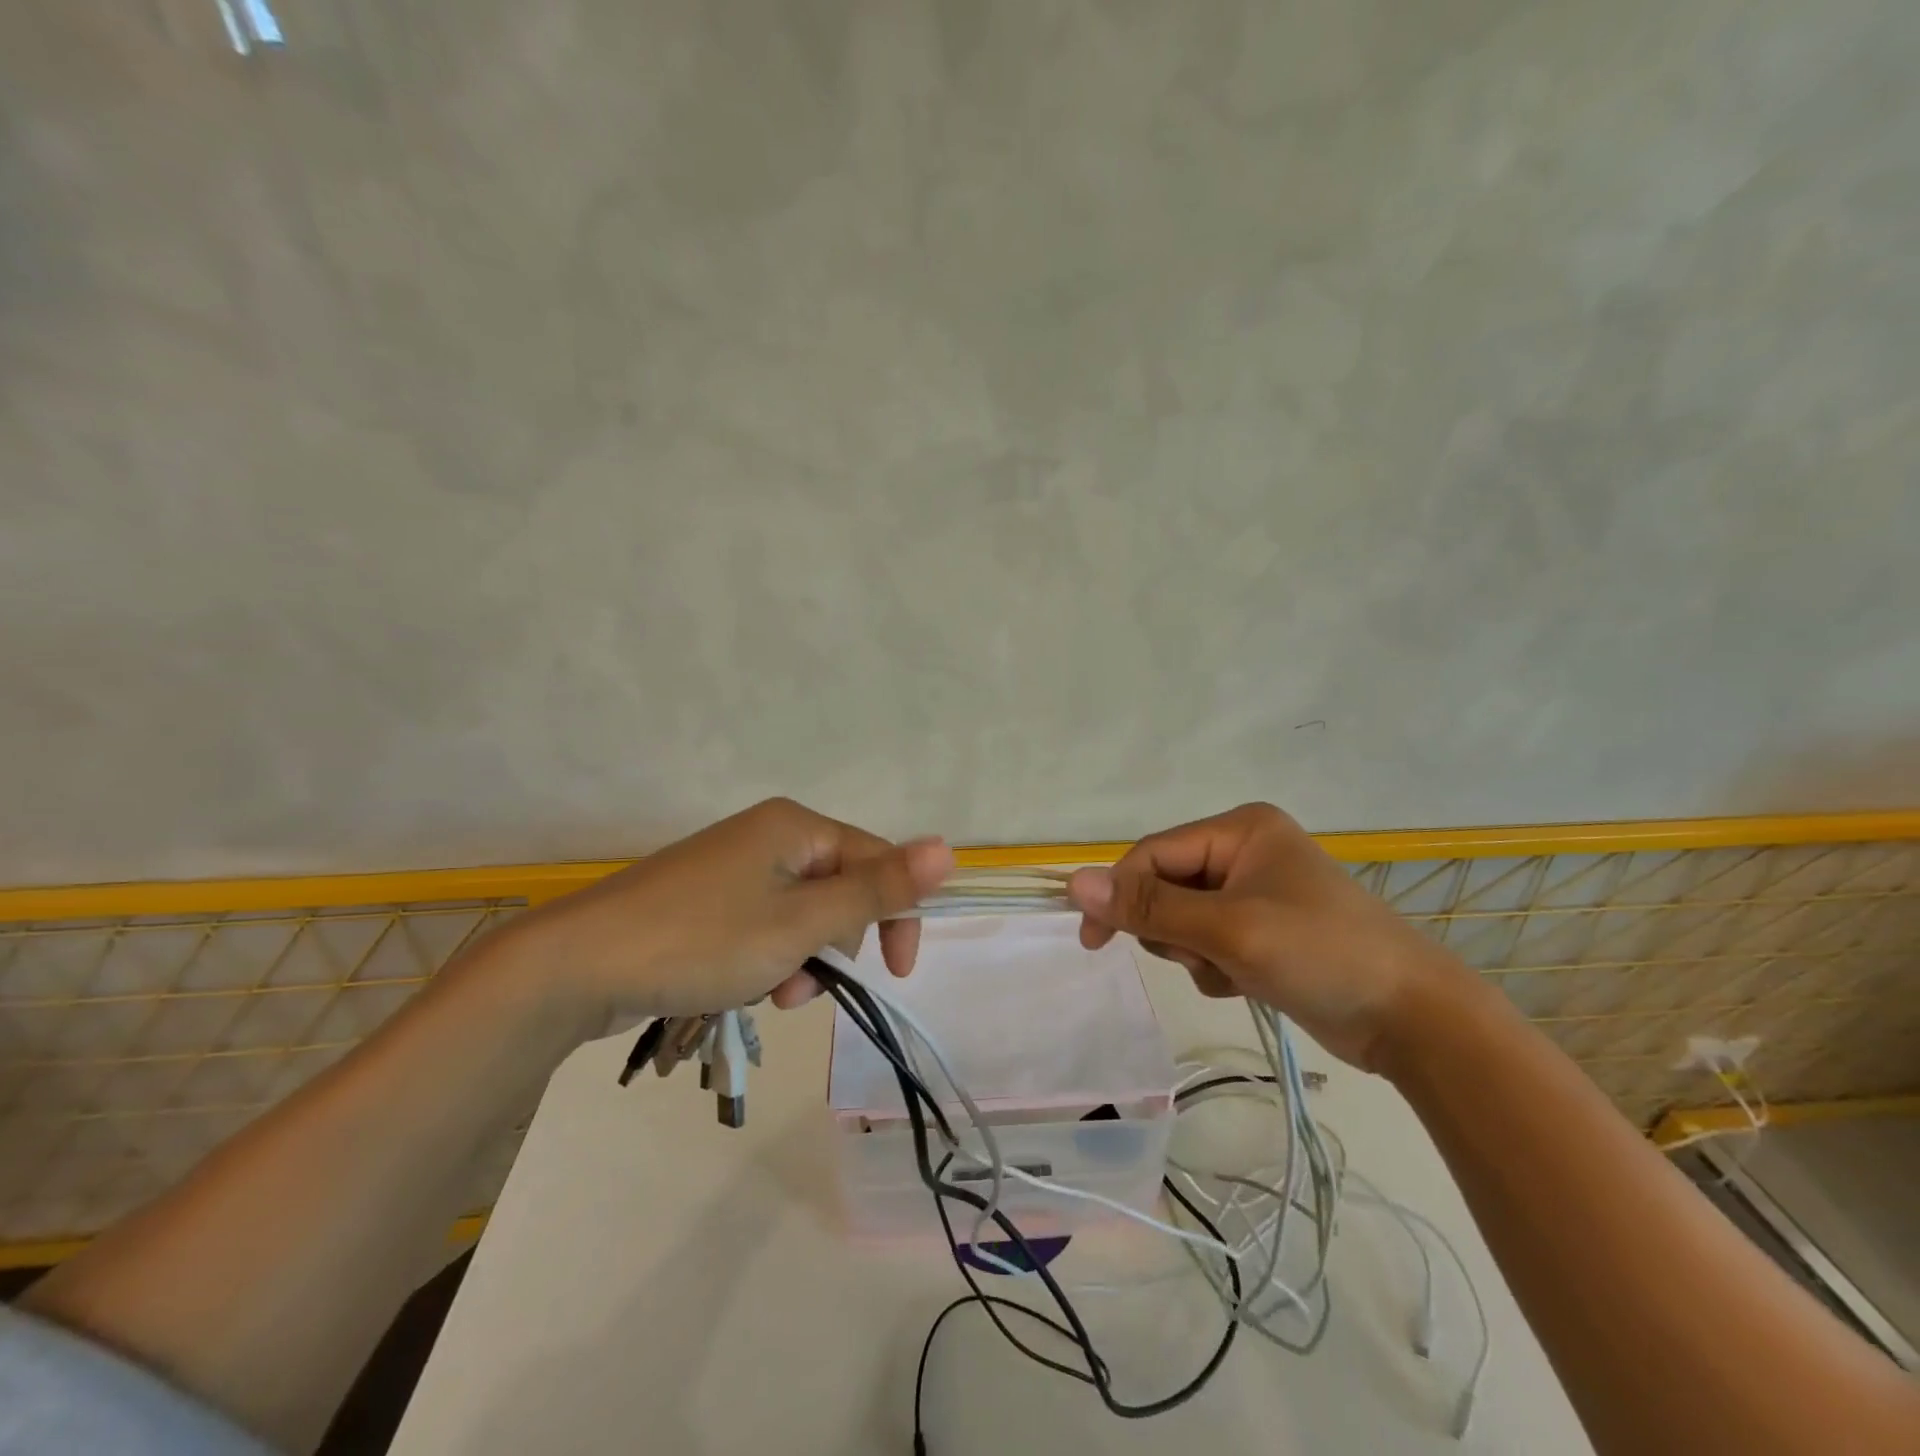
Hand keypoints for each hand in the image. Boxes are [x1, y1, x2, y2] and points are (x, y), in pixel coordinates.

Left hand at [485, 798, 954, 1029]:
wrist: (576, 966)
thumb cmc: (702, 940)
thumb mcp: (802, 923)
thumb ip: (879, 889)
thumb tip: (949, 848)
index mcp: (797, 826)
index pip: (877, 860)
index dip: (896, 915)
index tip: (899, 973)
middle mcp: (769, 835)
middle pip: (838, 888)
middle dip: (834, 944)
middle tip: (804, 985)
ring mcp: (734, 866)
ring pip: (802, 914)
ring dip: (800, 959)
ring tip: (769, 994)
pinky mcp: (707, 898)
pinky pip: (764, 924)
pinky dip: (766, 958)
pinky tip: (743, 987)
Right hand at [1067, 803, 1471, 1070]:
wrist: (1414, 1020)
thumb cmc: (1321, 954)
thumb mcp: (1228, 929)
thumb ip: (1149, 908)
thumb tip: (1073, 882)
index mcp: (1240, 829)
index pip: (1154, 854)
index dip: (1119, 893)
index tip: (1092, 940)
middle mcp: (1244, 851)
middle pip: (1165, 887)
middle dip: (1173, 930)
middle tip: (1201, 956)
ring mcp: (1255, 892)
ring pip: (1182, 920)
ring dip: (1195, 953)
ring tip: (1233, 972)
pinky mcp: (1263, 930)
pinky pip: (1207, 942)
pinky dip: (1215, 967)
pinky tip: (1248, 984)